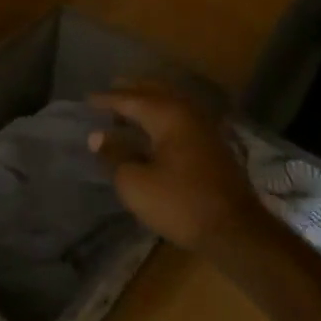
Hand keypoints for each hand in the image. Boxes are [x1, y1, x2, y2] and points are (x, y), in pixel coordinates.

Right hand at [89, 80, 270, 251]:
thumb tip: (98, 136)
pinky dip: (163, 115)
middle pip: (156, 92)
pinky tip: (154, 128)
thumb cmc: (178, 203)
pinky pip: (182, 117)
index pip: (130, 99)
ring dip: (149, 101)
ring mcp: (205, 128)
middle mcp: (188, 113)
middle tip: (110, 92)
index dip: (107, 100)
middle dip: (131, 91)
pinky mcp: (213, 145)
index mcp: (168, 116)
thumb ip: (115, 154)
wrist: (233, 230)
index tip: (86, 100)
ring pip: (172, 103)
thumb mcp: (135, 182)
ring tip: (129, 108)